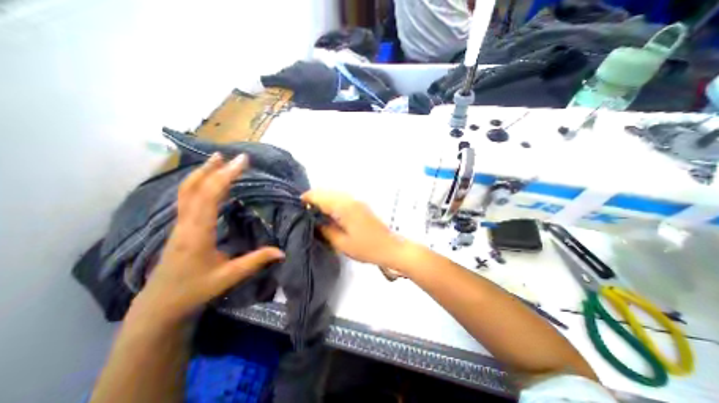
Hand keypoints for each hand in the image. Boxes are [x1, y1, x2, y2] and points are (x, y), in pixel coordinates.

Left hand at [132, 153, 285, 324]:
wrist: (160, 305)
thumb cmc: (194, 290)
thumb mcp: (228, 277)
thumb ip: (256, 261)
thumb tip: (282, 251)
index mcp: (197, 233)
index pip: (210, 196)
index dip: (226, 176)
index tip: (242, 162)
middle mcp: (185, 223)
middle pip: (194, 188)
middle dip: (213, 169)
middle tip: (231, 156)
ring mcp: (180, 224)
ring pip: (186, 191)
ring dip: (202, 173)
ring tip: (217, 160)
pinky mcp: (180, 227)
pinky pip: (187, 198)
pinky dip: (198, 184)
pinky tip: (207, 182)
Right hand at [300, 188, 410, 270]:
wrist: (390, 247)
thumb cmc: (366, 248)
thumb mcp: (341, 243)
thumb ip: (325, 230)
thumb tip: (314, 221)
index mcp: (344, 207)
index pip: (320, 196)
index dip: (307, 199)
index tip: (297, 206)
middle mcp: (350, 199)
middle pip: (327, 191)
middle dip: (314, 198)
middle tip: (304, 211)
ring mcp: (357, 200)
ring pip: (334, 193)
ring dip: (323, 199)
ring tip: (314, 212)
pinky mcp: (361, 204)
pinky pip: (342, 198)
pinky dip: (332, 201)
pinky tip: (329, 212)